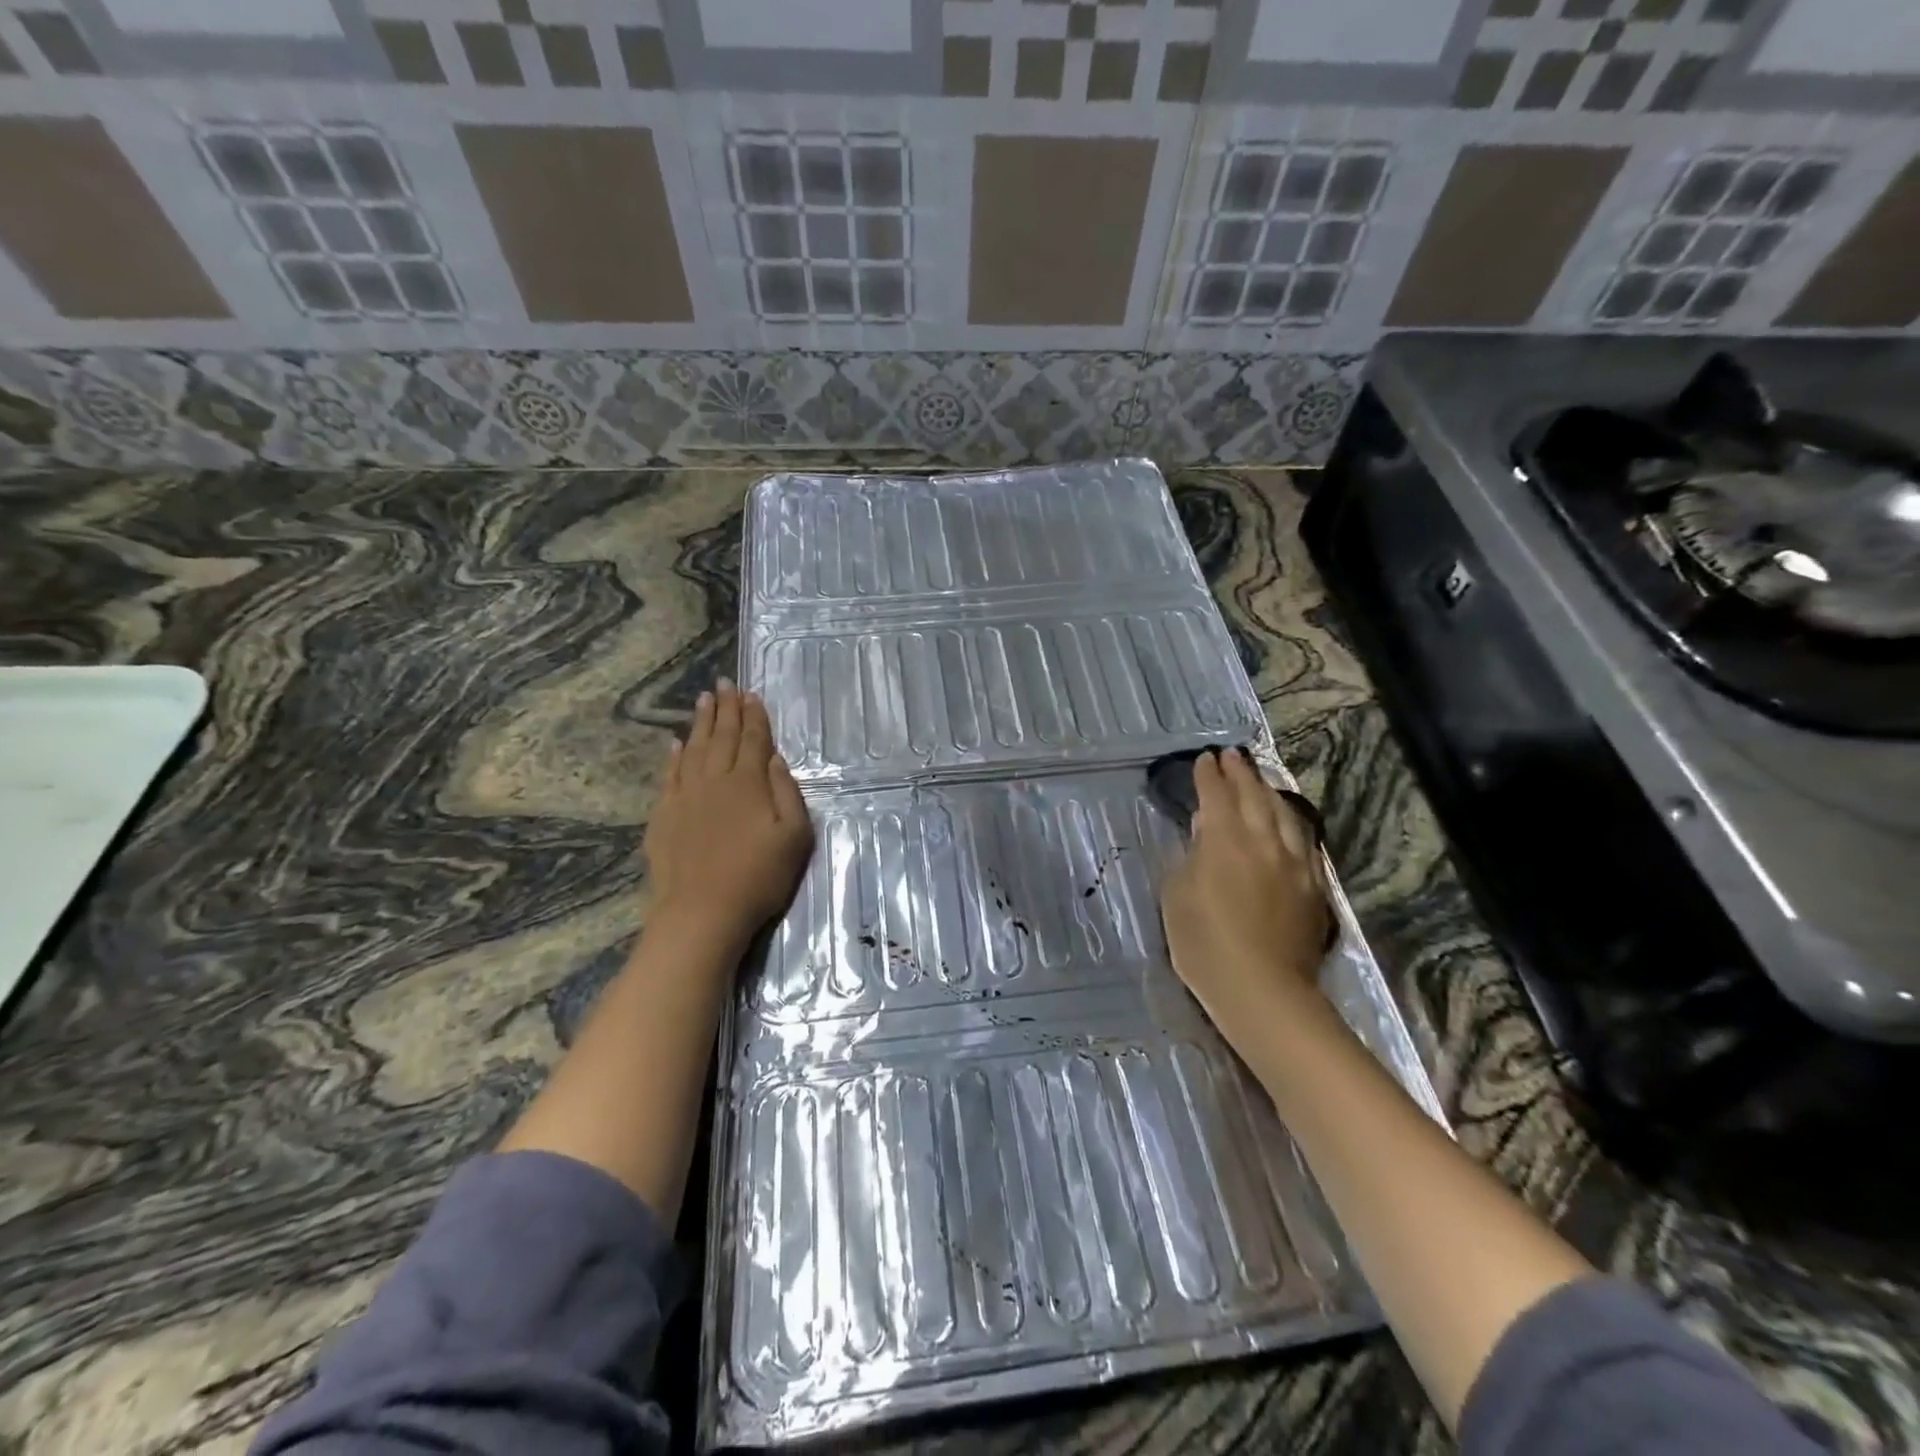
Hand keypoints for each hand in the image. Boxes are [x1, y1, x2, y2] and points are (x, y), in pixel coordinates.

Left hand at [645, 679, 813, 940]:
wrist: (701, 912)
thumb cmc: (758, 876)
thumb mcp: (795, 836)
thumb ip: (787, 792)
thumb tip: (774, 758)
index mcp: (748, 783)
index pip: (753, 739)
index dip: (753, 715)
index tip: (751, 693)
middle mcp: (715, 779)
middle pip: (721, 736)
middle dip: (725, 708)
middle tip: (724, 684)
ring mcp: (685, 796)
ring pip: (693, 748)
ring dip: (700, 723)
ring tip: (704, 700)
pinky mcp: (663, 815)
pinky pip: (670, 774)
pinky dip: (674, 755)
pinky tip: (676, 743)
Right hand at [1161, 749, 1333, 1044]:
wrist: (1263, 989)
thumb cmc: (1205, 943)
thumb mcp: (1176, 894)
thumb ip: (1190, 856)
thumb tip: (1204, 833)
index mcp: (1224, 839)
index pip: (1216, 794)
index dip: (1208, 775)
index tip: (1203, 759)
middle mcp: (1262, 839)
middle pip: (1253, 795)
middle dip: (1240, 773)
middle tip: (1231, 757)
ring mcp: (1293, 861)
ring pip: (1282, 812)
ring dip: (1268, 790)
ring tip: (1259, 778)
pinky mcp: (1312, 883)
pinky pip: (1303, 839)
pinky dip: (1290, 820)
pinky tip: (1287, 819)